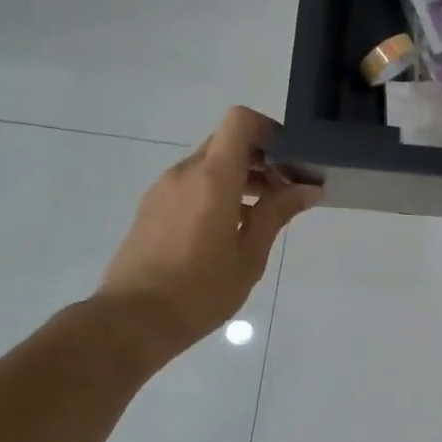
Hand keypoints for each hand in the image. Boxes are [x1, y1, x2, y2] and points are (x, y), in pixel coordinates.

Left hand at [96, 107, 320, 361]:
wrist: (132, 320)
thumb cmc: (199, 290)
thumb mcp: (249, 255)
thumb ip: (277, 213)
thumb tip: (308, 188)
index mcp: (212, 178)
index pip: (240, 121)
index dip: (269, 129)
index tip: (291, 158)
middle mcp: (184, 172)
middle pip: (227, 142)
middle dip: (261, 158)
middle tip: (286, 192)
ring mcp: (164, 189)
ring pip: (209, 163)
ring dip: (240, 177)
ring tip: (263, 215)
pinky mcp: (153, 207)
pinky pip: (192, 183)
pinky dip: (218, 191)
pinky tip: (232, 229)